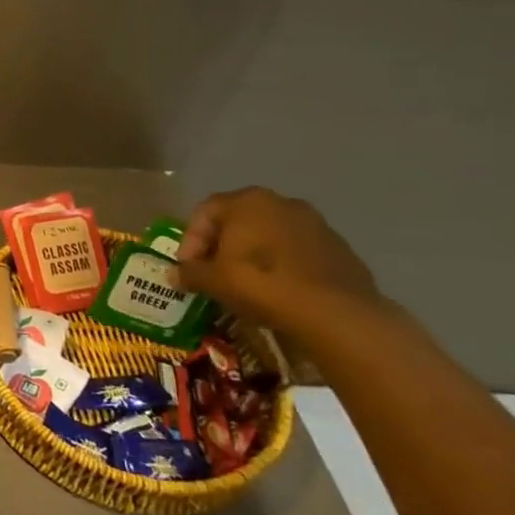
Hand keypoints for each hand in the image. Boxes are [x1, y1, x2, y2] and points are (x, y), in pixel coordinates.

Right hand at [176, 187, 382, 329]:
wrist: (335, 313)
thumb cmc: (260, 283)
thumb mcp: (211, 280)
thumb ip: (189, 273)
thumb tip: (174, 275)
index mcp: (247, 201)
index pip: (204, 212)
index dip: (190, 240)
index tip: (188, 267)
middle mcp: (282, 202)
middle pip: (239, 221)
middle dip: (222, 245)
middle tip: (213, 272)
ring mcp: (316, 224)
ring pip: (270, 235)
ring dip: (253, 255)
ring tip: (246, 284)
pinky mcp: (340, 249)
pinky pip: (298, 252)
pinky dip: (283, 266)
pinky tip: (278, 290)